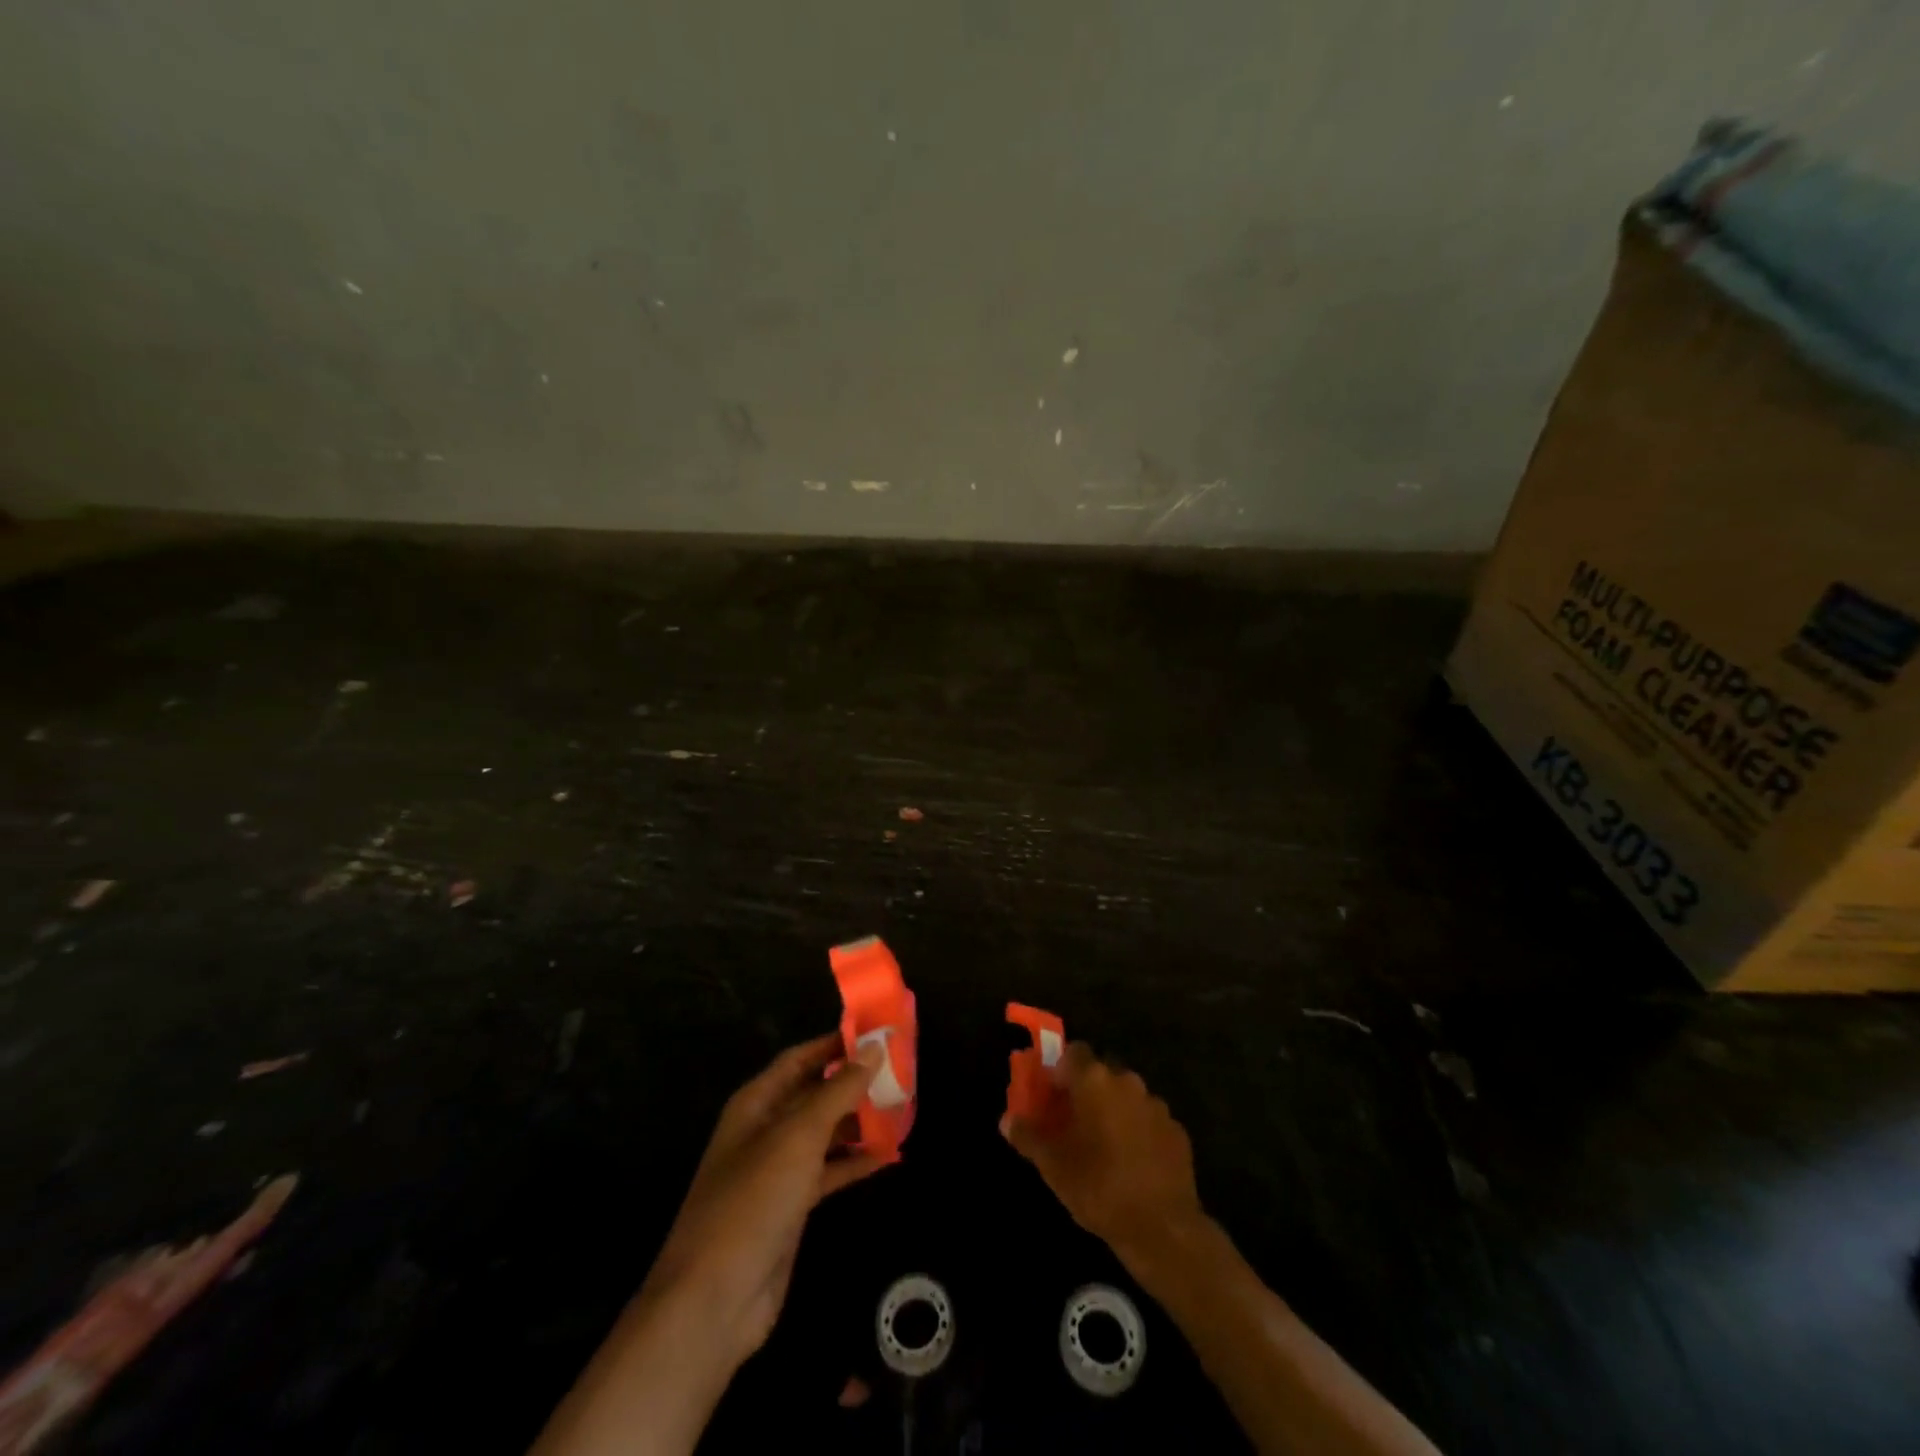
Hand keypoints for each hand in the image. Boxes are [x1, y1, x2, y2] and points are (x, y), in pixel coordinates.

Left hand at [646, 1034, 886, 1364]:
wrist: (714, 1301)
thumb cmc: (753, 1201)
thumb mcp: (799, 1136)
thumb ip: (839, 1090)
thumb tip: (874, 1047)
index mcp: (757, 1103)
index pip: (800, 1058)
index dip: (835, 1043)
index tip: (877, 1033)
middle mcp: (766, 1129)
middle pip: (815, 1093)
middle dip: (854, 1082)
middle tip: (900, 1070)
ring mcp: (778, 1170)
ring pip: (825, 1132)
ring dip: (859, 1120)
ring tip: (903, 1108)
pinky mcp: (792, 1206)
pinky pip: (829, 1170)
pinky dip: (855, 1160)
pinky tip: (889, 1155)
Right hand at [1001, 1042, 1207, 1267]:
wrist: (1163, 1228)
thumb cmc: (1099, 1187)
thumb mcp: (1053, 1166)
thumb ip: (1028, 1136)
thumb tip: (1007, 1120)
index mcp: (1095, 1080)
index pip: (1072, 1052)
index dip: (1058, 1069)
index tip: (1049, 1095)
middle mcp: (1127, 1081)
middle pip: (1100, 1072)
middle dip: (1085, 1089)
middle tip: (1070, 1120)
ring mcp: (1156, 1105)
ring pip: (1126, 1095)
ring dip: (1112, 1109)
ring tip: (1100, 1144)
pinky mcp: (1177, 1130)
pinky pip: (1147, 1119)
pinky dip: (1137, 1130)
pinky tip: (1130, 1161)